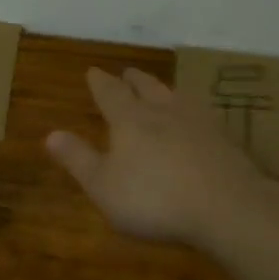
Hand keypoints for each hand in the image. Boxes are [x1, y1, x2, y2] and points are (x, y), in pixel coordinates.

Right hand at [46, 66, 278, 246]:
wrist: (228, 208)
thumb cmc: (154, 199)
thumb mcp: (103, 186)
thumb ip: (78, 159)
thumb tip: (50, 134)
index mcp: (130, 120)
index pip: (111, 93)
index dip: (100, 83)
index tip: (93, 71)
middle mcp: (163, 112)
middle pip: (147, 88)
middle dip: (133, 80)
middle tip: (127, 73)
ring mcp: (198, 124)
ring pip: (176, 97)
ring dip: (164, 90)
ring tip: (161, 89)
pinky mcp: (225, 141)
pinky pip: (202, 116)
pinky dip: (191, 112)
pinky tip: (197, 120)